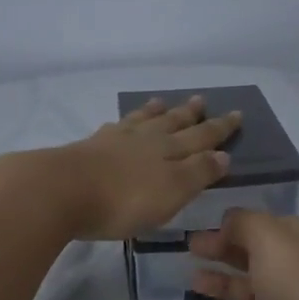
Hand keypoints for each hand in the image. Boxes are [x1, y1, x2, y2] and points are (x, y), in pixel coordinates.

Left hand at [48, 95, 241, 240]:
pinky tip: (121, 123)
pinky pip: (115, 128)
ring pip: (142, 121)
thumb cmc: (124, 199)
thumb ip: (198, 172)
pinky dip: (125, 123)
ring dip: (156, 112)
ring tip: (163, 102)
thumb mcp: (172, 191)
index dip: (220, 129)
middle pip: (173, 124)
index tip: (236, 115)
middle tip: (201, 100)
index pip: (202, 138)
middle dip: (190, 115)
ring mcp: (115, 141)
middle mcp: (145, 140)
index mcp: (169, 152)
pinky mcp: (89, 148)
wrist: (62, 191)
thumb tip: (223, 154)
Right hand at [188, 210, 298, 299]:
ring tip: (194, 282)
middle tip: (190, 250)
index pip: (267, 225)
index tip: (202, 227)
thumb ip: (246, 224)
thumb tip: (229, 222)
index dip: (235, 224)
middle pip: (256, 257)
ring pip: (250, 293)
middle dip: (224, 251)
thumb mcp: (273, 241)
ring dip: (222, 285)